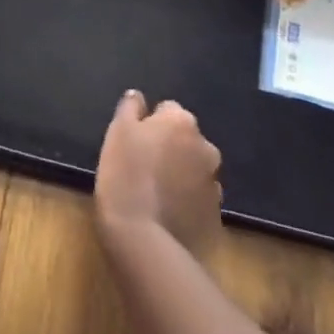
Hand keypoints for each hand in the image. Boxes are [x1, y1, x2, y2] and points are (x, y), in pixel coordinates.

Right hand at [94, 90, 222, 258]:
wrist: (142, 237)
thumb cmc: (125, 173)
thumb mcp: (118, 131)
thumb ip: (130, 107)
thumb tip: (138, 96)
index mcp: (182, 122)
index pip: (167, 110)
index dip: (149, 124)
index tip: (134, 142)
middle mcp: (206, 147)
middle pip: (185, 140)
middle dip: (171, 148)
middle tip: (144, 166)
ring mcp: (215, 184)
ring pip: (194, 170)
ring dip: (180, 175)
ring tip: (155, 194)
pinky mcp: (216, 217)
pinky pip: (198, 200)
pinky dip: (186, 202)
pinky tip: (166, 214)